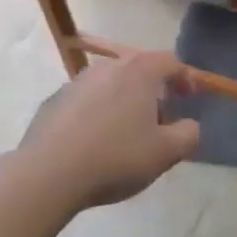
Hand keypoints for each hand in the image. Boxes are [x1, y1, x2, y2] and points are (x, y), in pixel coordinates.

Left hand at [14, 52, 200, 208]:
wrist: (47, 174)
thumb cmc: (115, 158)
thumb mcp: (165, 153)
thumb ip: (188, 135)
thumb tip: (189, 125)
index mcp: (138, 71)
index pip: (170, 61)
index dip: (185, 78)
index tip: (190, 98)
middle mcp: (107, 67)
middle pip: (139, 69)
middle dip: (154, 89)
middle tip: (160, 117)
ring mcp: (76, 82)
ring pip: (110, 84)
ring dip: (123, 100)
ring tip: (126, 132)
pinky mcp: (53, 102)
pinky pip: (85, 101)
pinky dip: (96, 113)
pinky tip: (94, 142)